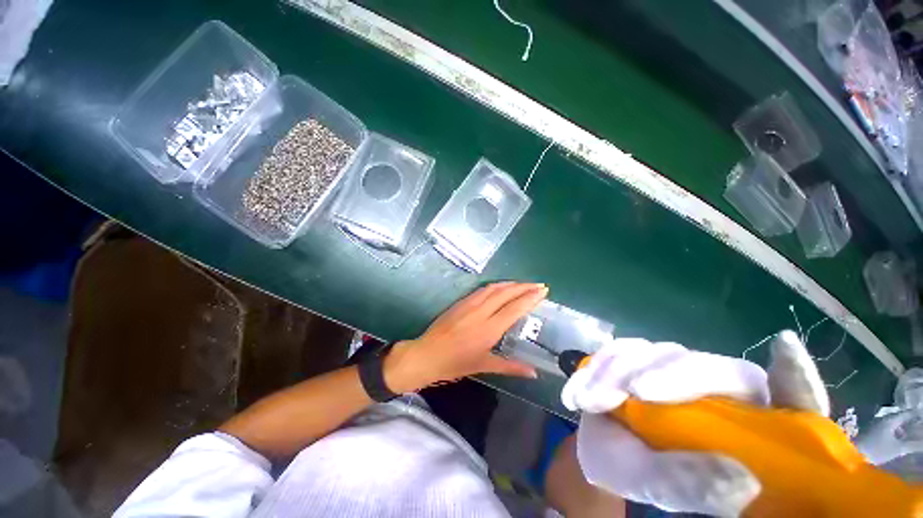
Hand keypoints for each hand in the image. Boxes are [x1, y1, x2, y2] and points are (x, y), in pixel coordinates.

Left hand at [385, 282, 546, 392]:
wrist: (426, 354)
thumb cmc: (455, 363)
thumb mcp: (483, 366)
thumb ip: (510, 367)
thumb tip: (534, 373)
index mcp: (489, 328)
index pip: (514, 308)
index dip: (530, 298)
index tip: (543, 291)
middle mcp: (481, 312)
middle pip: (506, 293)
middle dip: (524, 287)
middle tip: (539, 285)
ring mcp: (469, 304)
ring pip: (494, 288)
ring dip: (510, 284)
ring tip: (523, 284)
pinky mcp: (461, 302)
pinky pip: (482, 289)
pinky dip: (496, 286)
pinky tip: (501, 287)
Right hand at [562, 330, 829, 516]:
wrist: (606, 455)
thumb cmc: (647, 477)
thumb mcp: (668, 490)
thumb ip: (695, 484)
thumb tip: (740, 477)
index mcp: (747, 423)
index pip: (791, 397)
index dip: (794, 372)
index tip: (783, 349)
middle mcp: (717, 389)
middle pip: (710, 366)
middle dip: (670, 375)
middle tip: (631, 393)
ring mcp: (673, 368)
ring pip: (655, 352)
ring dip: (617, 371)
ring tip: (589, 400)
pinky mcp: (637, 357)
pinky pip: (616, 350)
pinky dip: (593, 368)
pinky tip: (576, 393)